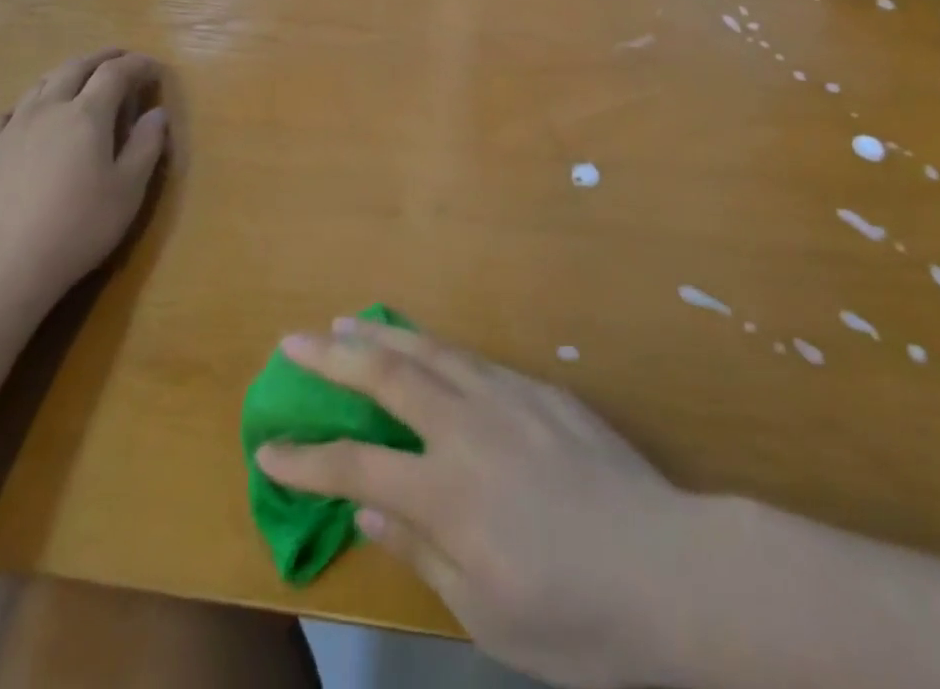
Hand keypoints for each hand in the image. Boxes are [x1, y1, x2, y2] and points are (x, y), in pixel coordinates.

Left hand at [0, 47, 169, 318]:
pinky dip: (28, 104)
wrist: (3, 266)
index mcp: (87, 114)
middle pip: (76, 67)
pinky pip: (7, 113)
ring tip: (82, 81)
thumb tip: (157, 114)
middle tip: (122, 60)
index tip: (155, 68)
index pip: (116, 73)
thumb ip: (146, 146)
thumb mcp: (129, 189)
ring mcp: (12, 129)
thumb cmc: (79, 226)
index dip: (139, 65)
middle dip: (103, 58)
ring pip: (41, 85)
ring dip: (67, 74)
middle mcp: (48, 110)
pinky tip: (30, 118)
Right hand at [256, 318, 696, 688]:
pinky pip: (475, 360)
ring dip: (383, 336)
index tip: (269, 448)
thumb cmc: (575, 616)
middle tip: (293, 342)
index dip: (306, 460)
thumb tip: (367, 513)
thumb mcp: (486, 615)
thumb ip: (420, 553)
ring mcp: (508, 397)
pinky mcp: (541, 389)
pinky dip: (437, 349)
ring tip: (348, 322)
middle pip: (387, 379)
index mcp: (447, 493)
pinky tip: (426, 350)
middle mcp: (469, 429)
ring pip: (431, 352)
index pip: (355, 469)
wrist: (670, 568)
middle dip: (332, 359)